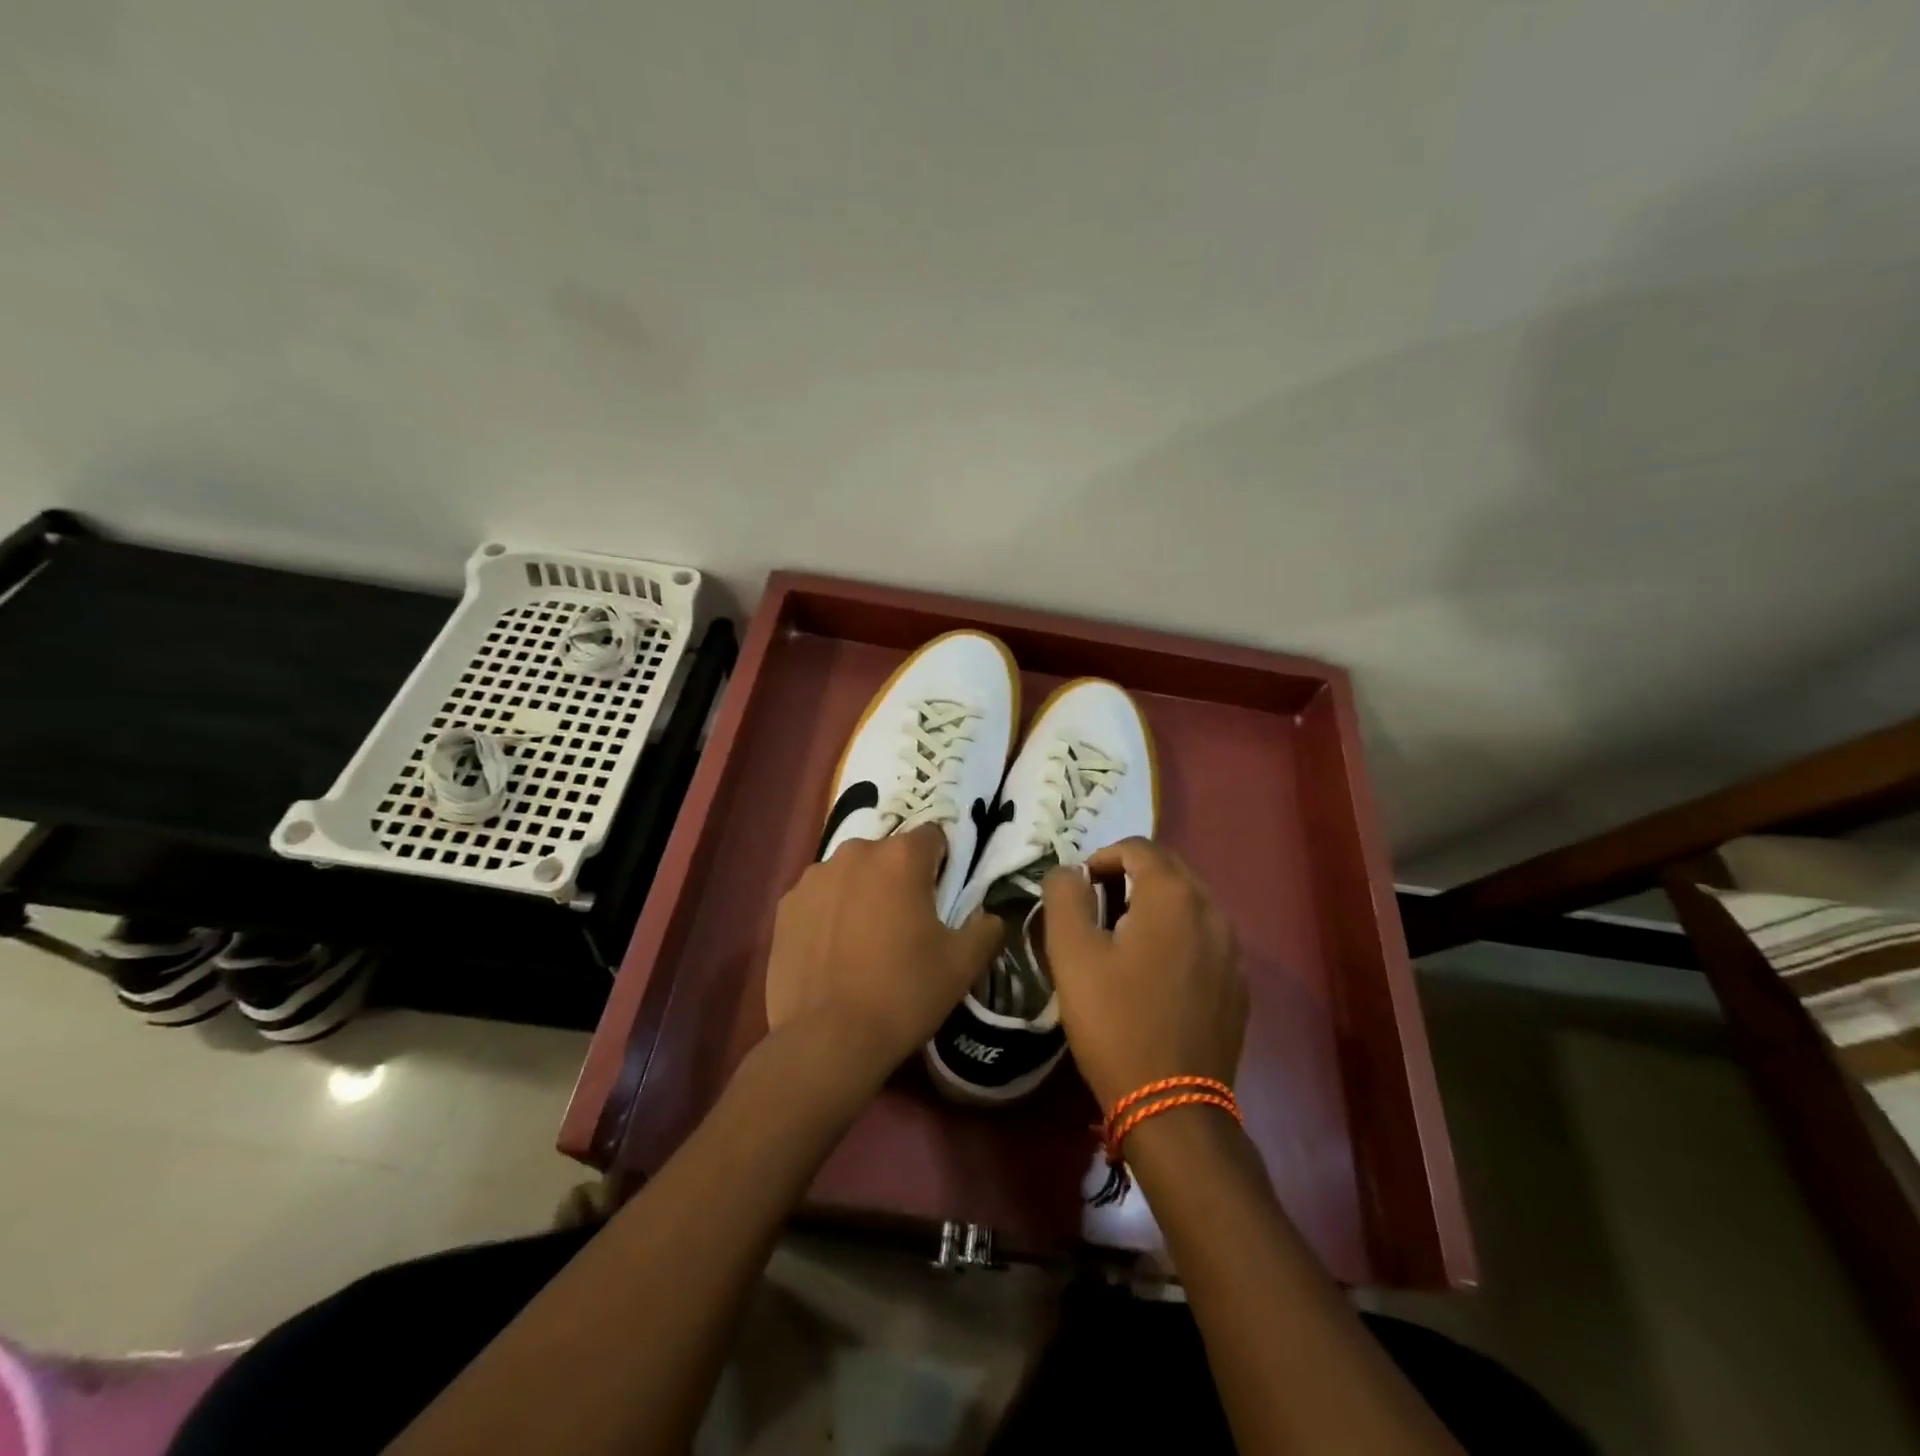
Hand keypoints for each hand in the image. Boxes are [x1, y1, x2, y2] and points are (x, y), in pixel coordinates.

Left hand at [765, 826, 1002, 1088]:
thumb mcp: (962, 965)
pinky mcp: (786, 905)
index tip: (940, 897)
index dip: (941, 863)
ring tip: (864, 940)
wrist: (827, 1039)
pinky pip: (819, 897)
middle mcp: (856, 853)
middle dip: (899, 877)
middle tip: (905, 923)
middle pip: (888, 853)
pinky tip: (833, 951)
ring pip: (851, 874)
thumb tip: (991, 916)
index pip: (933, 837)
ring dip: (862, 892)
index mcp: (902, 857)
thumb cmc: (904, 993)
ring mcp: (815, 877)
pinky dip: (829, 913)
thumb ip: (986, 929)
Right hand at [1042, 838, 1246, 1111]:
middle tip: (1096, 910)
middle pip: (1168, 870)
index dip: (1102, 858)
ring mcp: (1232, 949)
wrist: (1174, 1105)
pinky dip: (1176, 936)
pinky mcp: (1238, 983)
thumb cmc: (1115, 1021)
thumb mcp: (1072, 953)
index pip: (1138, 848)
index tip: (1078, 890)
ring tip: (1122, 940)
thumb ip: (1065, 896)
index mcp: (1173, 896)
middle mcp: (1212, 911)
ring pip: (1188, 903)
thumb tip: (1068, 871)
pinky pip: (1204, 937)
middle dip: (1128, 877)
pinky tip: (1154, 974)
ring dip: (1153, 906)